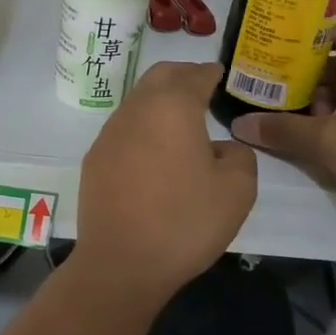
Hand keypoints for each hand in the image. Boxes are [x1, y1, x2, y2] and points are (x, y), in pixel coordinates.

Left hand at [72, 62, 256, 311]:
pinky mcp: (96, 156)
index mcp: (172, 107)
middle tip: (205, 89)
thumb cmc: (184, 221)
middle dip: (184, 75)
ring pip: (139, 99)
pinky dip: (144, 126)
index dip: (212, 73)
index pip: (195, 75)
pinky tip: (156, 152)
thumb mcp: (237, 191)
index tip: (223, 76)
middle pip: (161, 75)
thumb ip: (239, 155)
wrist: (121, 261)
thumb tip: (222, 146)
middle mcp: (137, 108)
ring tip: (183, 122)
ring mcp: (110, 131)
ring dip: (161, 100)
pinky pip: (125, 127)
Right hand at [228, 25, 335, 252]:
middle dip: (301, 76)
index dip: (304, 35)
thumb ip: (282, 130)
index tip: (270, 44)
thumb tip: (239, 124)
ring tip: (278, 115)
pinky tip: (310, 146)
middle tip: (263, 84)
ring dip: (316, 107)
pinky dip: (334, 130)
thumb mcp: (328, 140)